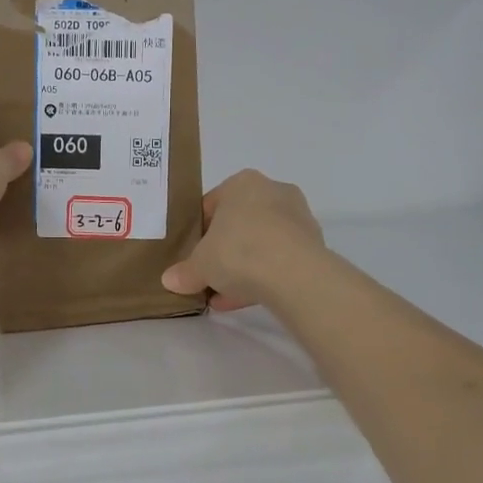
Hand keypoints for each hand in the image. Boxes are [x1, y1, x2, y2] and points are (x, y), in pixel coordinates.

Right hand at [162, 170, 323, 310]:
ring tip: (224, 295)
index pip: (211, 205)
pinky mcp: (313, 244)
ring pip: (260, 242)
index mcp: (242, 183)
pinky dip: (263, 275)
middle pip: (238, 223)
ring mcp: (297, 217)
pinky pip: (279, 258)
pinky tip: (245, 299)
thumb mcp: (200, 265)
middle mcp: (272, 191)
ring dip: (243, 267)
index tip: (192, 255)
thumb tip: (169, 280)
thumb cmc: (238, 251)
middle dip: (222, 250)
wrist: (294, 274)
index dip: (198, 233)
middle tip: (208, 274)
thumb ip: (184, 272)